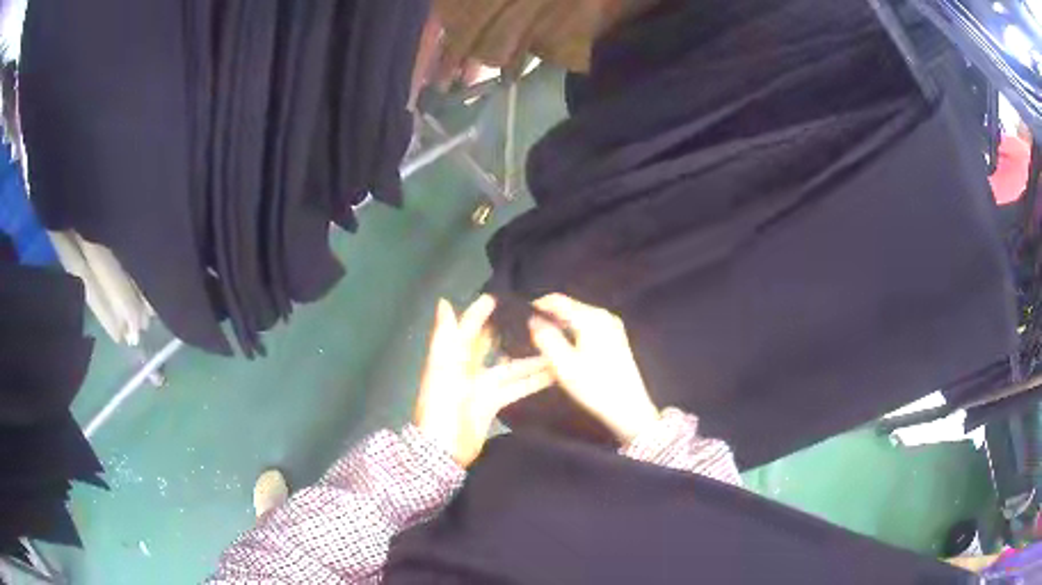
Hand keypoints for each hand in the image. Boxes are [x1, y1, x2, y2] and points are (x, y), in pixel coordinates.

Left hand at [414, 295, 553, 466]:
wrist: (442, 450)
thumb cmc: (440, 406)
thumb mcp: (440, 369)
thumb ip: (445, 336)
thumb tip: (444, 301)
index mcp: (452, 357)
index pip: (469, 328)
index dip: (481, 312)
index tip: (503, 296)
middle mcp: (468, 368)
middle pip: (492, 345)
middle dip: (509, 332)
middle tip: (535, 317)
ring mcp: (482, 387)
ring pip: (510, 367)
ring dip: (530, 358)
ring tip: (555, 344)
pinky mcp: (494, 404)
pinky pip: (516, 388)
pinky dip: (532, 381)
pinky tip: (552, 374)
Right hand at [528, 294, 659, 442]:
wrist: (628, 408)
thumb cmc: (594, 387)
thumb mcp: (563, 365)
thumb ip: (545, 339)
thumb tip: (533, 320)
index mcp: (590, 318)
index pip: (557, 300)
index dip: (537, 306)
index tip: (521, 317)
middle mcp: (603, 315)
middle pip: (568, 308)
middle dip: (549, 318)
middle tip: (531, 335)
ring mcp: (612, 325)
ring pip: (577, 318)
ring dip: (560, 327)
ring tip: (545, 344)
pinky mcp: (616, 337)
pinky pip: (587, 327)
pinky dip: (574, 334)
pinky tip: (566, 351)